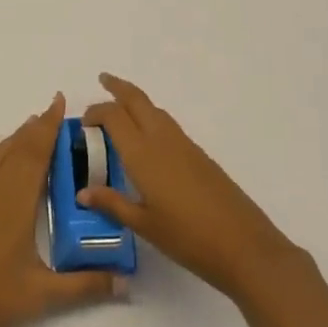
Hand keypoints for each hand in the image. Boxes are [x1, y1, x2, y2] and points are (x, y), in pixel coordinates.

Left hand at [0, 95, 125, 326]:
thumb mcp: (45, 296)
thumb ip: (87, 285)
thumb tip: (127, 281)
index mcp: (17, 207)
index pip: (36, 157)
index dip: (48, 129)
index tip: (59, 105)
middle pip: (17, 151)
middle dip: (37, 128)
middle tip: (54, 110)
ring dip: (14, 137)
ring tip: (31, 122)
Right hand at [81, 73, 297, 303]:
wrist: (244, 246)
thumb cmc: (188, 237)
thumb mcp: (144, 225)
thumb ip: (112, 204)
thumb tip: (83, 192)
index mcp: (143, 153)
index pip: (113, 116)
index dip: (96, 112)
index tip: (83, 123)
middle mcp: (162, 139)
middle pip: (137, 100)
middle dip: (118, 87)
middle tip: (103, 80)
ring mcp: (184, 145)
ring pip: (155, 109)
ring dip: (136, 101)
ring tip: (121, 107)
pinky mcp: (199, 155)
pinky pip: (168, 124)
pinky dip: (151, 118)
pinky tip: (147, 138)